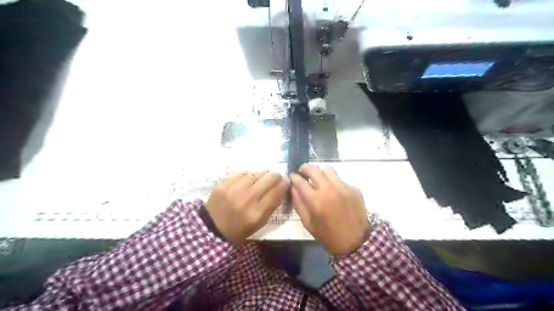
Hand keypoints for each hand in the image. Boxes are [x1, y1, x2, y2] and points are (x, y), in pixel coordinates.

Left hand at [205, 172, 287, 244]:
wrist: (212, 228)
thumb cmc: (240, 229)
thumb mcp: (260, 223)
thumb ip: (272, 205)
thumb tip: (281, 187)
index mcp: (257, 212)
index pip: (277, 191)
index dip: (284, 184)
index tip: (285, 182)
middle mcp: (247, 198)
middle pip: (269, 178)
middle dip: (275, 177)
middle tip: (274, 180)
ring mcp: (234, 188)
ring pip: (257, 173)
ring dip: (261, 176)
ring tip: (258, 182)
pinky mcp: (224, 183)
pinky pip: (242, 172)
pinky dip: (247, 177)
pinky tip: (245, 182)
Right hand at [290, 164, 371, 256]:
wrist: (356, 243)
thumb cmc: (328, 236)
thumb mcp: (308, 223)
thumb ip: (298, 203)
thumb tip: (293, 188)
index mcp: (316, 201)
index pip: (300, 181)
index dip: (294, 177)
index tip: (292, 177)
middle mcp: (329, 190)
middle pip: (314, 169)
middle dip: (305, 168)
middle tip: (303, 172)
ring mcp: (343, 188)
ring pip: (328, 170)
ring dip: (320, 173)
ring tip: (319, 180)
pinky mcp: (354, 189)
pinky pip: (340, 180)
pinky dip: (334, 183)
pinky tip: (335, 193)